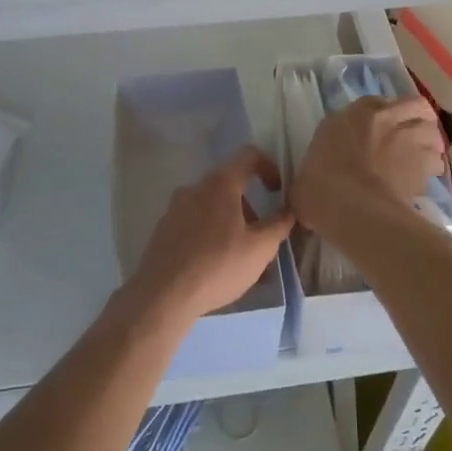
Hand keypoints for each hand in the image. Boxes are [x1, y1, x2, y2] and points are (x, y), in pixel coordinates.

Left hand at [125, 148, 294, 324]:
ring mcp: (175, 208)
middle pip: (230, 187)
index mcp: (220, 184)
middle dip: (251, 210)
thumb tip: (289, 210)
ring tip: (242, 262)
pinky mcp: (164, 229)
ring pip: (212, 208)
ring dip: (232, 226)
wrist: (162, 295)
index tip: (277, 192)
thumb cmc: (217, 266)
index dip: (269, 167)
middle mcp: (195, 188)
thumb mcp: (260, 249)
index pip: (248, 156)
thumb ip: (278, 225)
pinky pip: (195, 225)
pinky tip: (217, 268)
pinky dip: (211, 237)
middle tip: (261, 240)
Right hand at [293, 97, 445, 242]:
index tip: (378, 132)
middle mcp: (384, 117)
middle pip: (415, 106)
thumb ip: (316, 169)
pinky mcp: (424, 162)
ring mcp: (408, 137)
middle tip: (413, 138)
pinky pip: (437, 162)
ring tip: (424, 161)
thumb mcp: (307, 172)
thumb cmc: (320, 187)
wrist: (351, 207)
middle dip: (418, 119)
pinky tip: (424, 182)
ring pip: (433, 132)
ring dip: (430, 145)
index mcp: (352, 114)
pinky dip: (433, 170)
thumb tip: (309, 188)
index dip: (382, 117)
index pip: (375, 103)